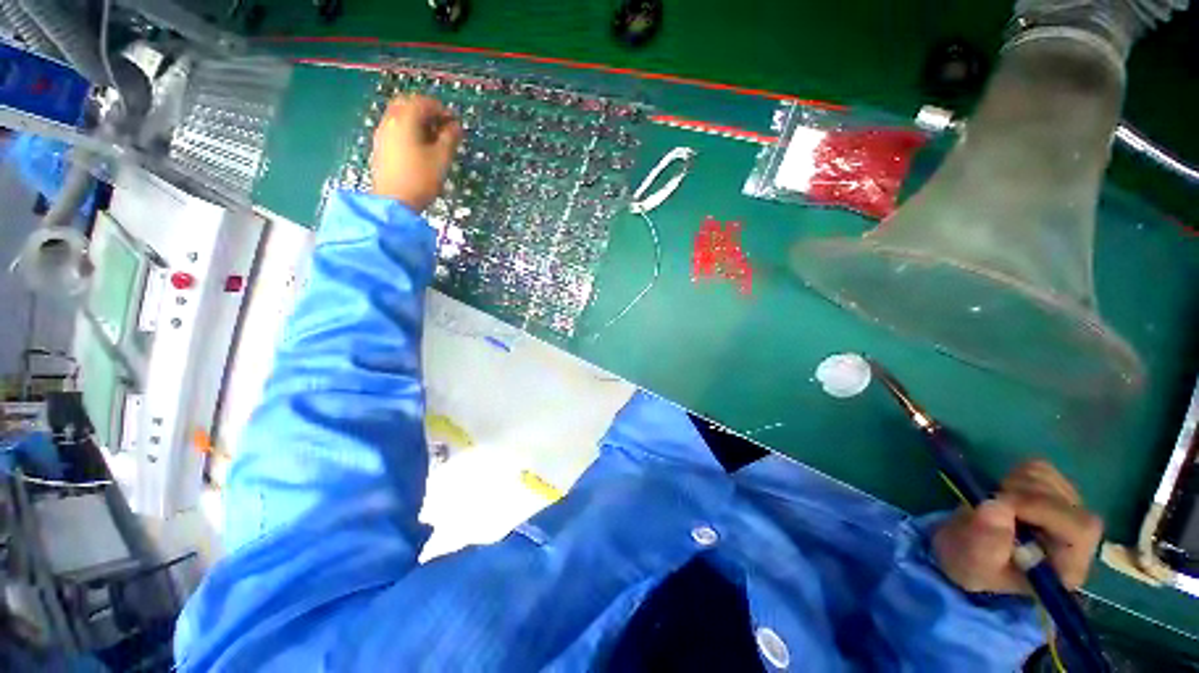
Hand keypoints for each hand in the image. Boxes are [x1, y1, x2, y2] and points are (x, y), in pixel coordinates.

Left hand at [371, 95, 461, 211]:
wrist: (393, 202)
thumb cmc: (421, 179)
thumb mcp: (442, 159)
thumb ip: (450, 139)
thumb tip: (456, 126)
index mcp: (405, 120)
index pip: (424, 103)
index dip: (442, 109)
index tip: (455, 123)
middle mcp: (390, 120)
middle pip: (407, 104)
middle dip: (426, 111)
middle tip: (442, 126)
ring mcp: (382, 133)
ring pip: (399, 116)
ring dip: (417, 120)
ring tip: (433, 139)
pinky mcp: (380, 146)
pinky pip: (395, 128)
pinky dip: (408, 130)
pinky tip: (419, 147)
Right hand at [933, 460, 1102, 594]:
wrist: (967, 553)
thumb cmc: (973, 565)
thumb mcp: (972, 562)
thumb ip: (986, 541)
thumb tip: (996, 505)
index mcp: (1069, 566)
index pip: (1079, 528)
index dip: (1043, 508)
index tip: (999, 502)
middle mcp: (1079, 538)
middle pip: (1065, 499)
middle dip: (1021, 495)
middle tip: (992, 503)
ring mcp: (1069, 510)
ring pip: (1049, 479)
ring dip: (1014, 484)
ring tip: (996, 504)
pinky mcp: (1053, 489)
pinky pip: (1039, 468)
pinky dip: (1015, 474)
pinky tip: (1004, 493)